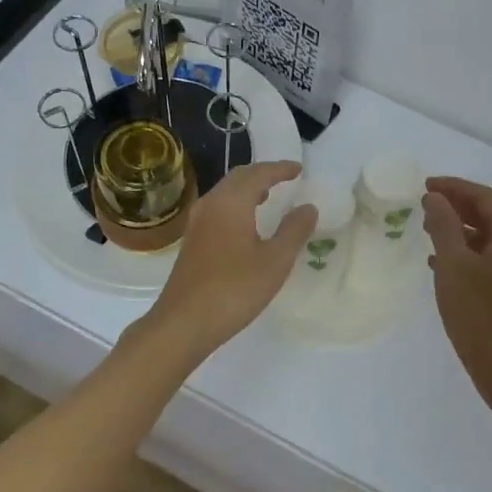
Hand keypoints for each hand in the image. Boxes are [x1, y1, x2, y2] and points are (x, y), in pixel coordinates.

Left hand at [140, 161, 316, 361]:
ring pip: (226, 192)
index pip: (259, 174)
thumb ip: (294, 231)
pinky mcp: (192, 240)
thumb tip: (308, 207)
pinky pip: (218, 207)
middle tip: (285, 178)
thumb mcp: (275, 261)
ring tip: (269, 196)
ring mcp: (197, 222)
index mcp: (231, 202)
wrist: (183, 323)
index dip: (280, 169)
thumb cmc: (234, 289)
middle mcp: (211, 204)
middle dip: (263, 174)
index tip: (299, 169)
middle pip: (238, 177)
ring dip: (248, 189)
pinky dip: (236, 204)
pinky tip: (246, 223)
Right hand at [423, 177, 491, 405]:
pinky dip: (464, 253)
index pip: (482, 196)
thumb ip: (443, 225)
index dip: (452, 187)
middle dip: (454, 206)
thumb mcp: (454, 265)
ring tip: (425, 229)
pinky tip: (438, 263)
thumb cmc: (480, 314)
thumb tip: (435, 198)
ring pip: (485, 237)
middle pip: (487, 214)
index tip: (423, 185)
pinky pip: (487, 258)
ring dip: (457, 230)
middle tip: (422, 204)